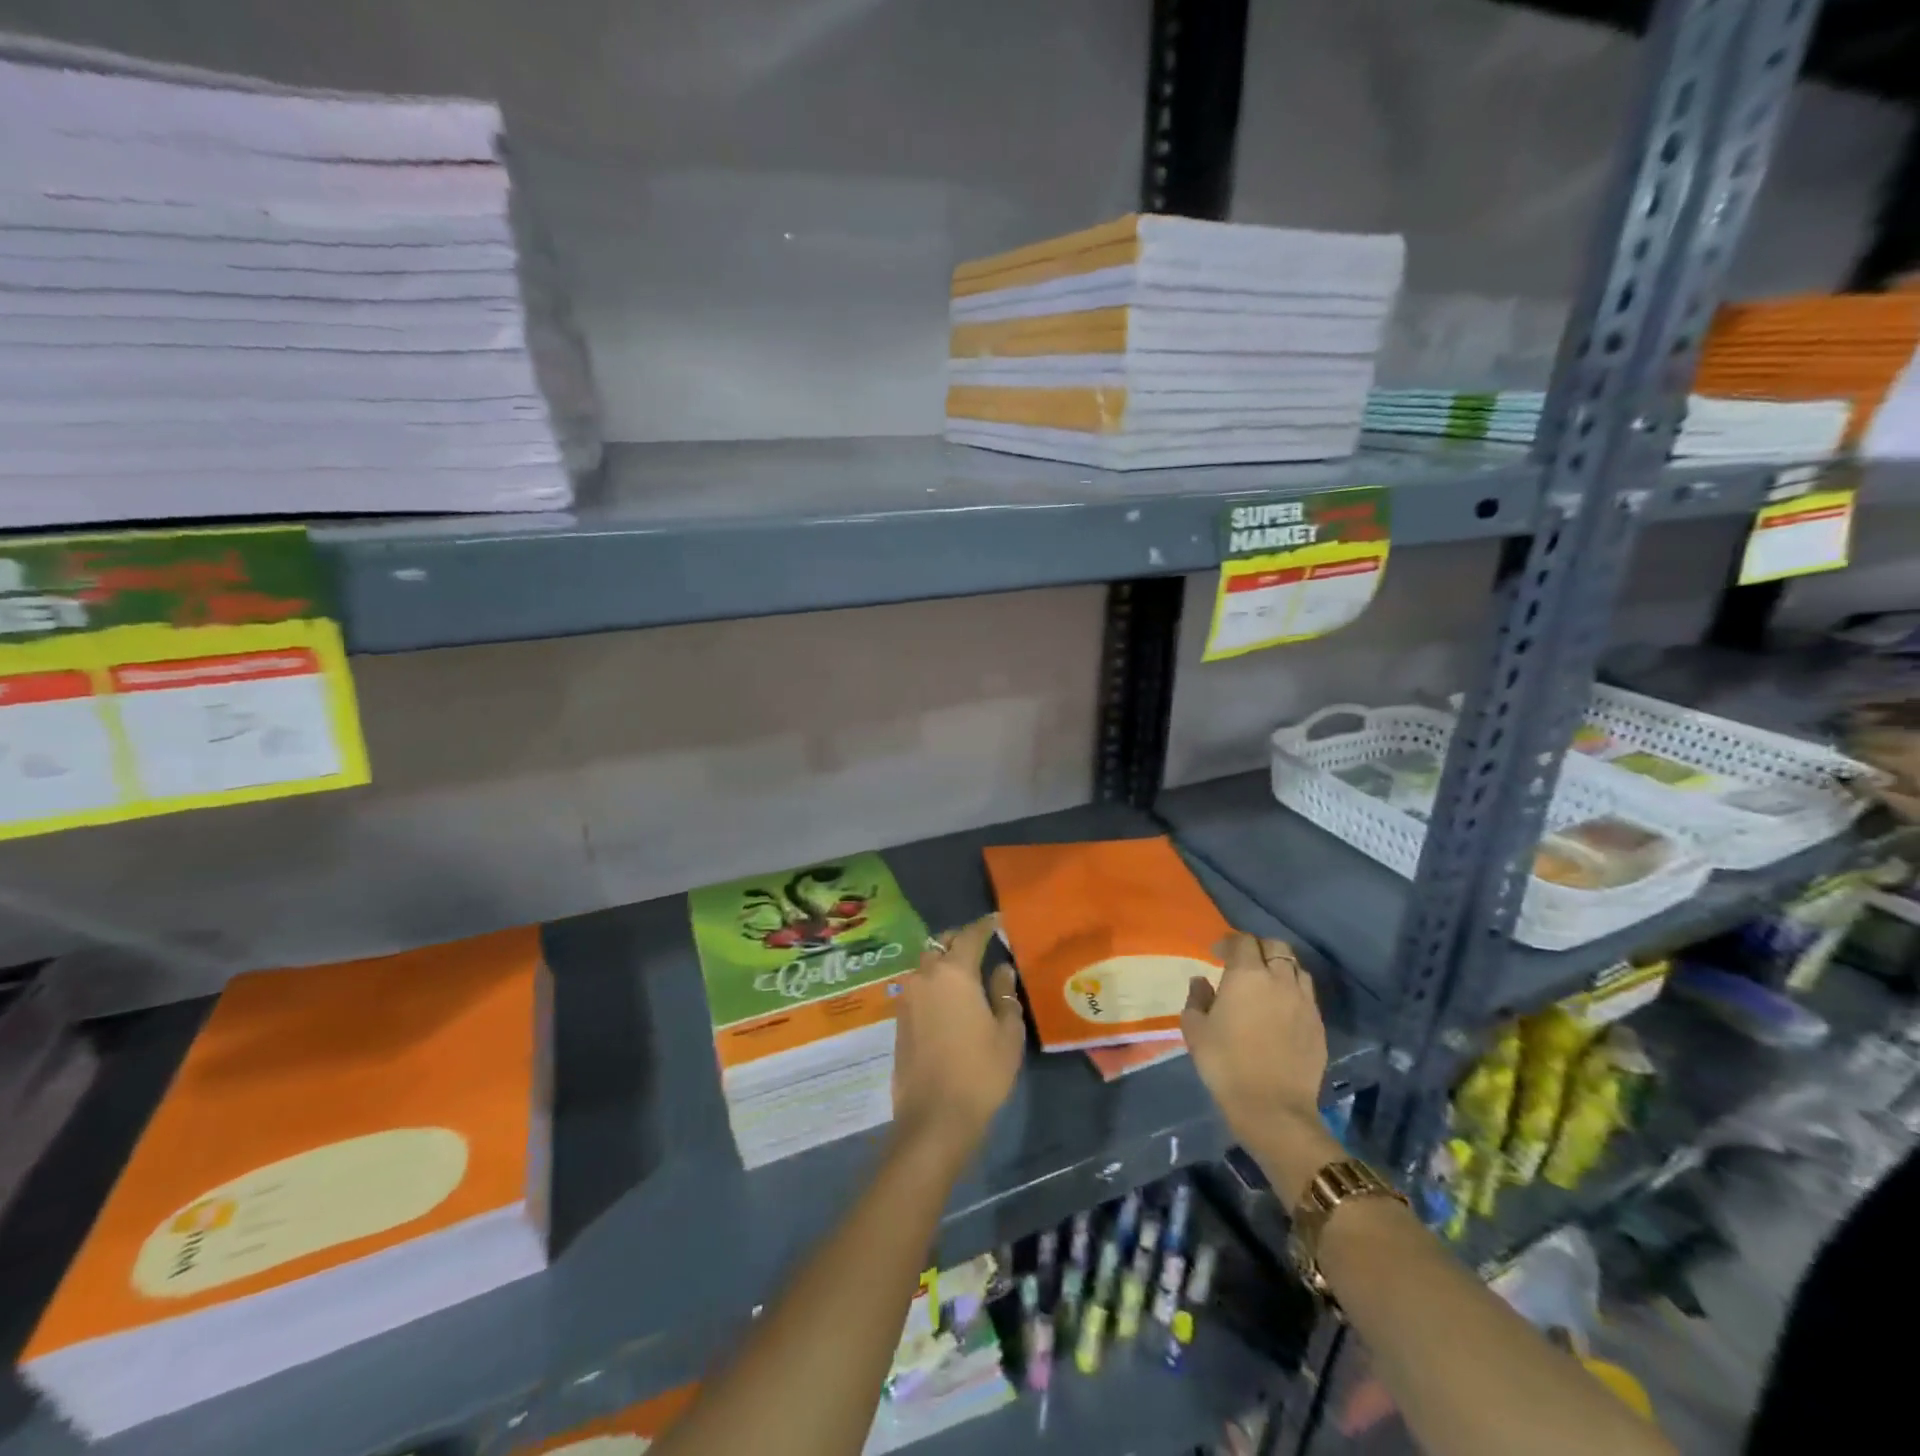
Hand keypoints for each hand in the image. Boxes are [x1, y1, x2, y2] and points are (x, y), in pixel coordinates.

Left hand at [891, 915, 1025, 1164]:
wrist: (934, 1117)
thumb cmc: (980, 1072)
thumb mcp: (1007, 1033)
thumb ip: (1004, 994)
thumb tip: (1002, 970)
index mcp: (954, 972)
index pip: (970, 935)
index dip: (985, 926)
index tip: (997, 921)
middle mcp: (925, 976)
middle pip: (941, 944)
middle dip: (960, 939)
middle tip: (981, 945)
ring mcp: (907, 996)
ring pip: (926, 965)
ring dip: (944, 961)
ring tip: (966, 973)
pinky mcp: (899, 1018)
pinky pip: (919, 987)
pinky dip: (934, 983)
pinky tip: (950, 999)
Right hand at [1182, 932, 1337, 1203]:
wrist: (1272, 1108)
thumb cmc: (1225, 1064)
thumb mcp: (1195, 1029)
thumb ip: (1197, 998)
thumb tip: (1201, 982)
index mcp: (1247, 975)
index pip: (1243, 941)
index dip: (1228, 942)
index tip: (1217, 954)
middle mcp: (1279, 980)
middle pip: (1276, 946)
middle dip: (1258, 948)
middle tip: (1243, 963)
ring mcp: (1304, 1001)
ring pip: (1296, 968)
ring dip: (1279, 968)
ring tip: (1266, 983)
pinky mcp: (1318, 1024)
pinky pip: (1306, 994)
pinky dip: (1293, 991)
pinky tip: (1281, 1008)